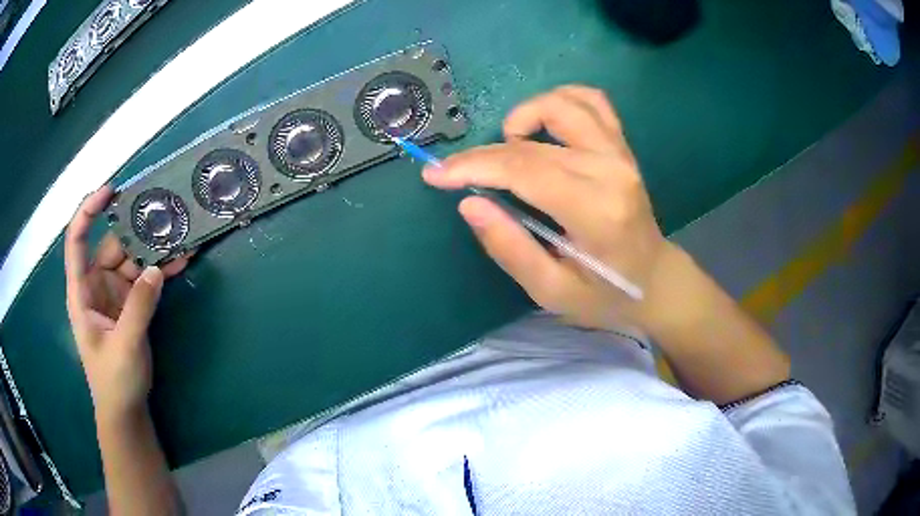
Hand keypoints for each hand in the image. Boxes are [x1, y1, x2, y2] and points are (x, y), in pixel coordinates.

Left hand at [65, 186, 191, 421]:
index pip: (77, 241)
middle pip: (112, 246)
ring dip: (154, 250)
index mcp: (81, 292)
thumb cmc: (113, 381)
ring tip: (179, 235)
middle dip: (135, 231)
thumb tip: (155, 269)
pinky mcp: (131, 305)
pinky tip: (180, 261)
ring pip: (132, 261)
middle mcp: (96, 285)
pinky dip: (161, 270)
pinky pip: (145, 280)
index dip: (88, 212)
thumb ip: (138, 307)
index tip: (110, 191)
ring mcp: (115, 295)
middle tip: (163, 215)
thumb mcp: (124, 346)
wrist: (126, 410)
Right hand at [424, 86, 675, 330]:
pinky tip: (543, 123)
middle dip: (484, 154)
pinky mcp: (622, 146)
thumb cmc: (604, 294)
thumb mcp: (552, 291)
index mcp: (596, 212)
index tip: (435, 174)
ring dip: (524, 116)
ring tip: (508, 147)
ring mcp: (620, 153)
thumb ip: (511, 249)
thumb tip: (469, 204)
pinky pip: (592, 101)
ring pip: (563, 104)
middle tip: (458, 173)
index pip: (524, 171)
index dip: (473, 167)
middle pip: (533, 143)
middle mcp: (611, 171)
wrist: (654, 279)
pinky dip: (560, 100)